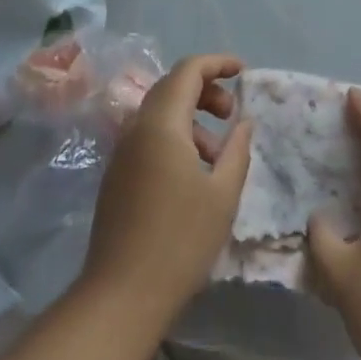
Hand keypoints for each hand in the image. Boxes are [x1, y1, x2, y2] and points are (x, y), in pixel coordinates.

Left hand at [80, 54, 251, 326]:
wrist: (121, 297)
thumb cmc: (180, 241)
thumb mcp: (223, 194)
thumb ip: (237, 149)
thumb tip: (244, 122)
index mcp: (161, 124)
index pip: (188, 70)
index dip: (218, 63)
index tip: (243, 72)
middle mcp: (136, 128)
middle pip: (172, 87)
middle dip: (206, 90)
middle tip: (232, 114)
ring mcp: (122, 152)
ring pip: (160, 114)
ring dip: (192, 119)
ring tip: (219, 155)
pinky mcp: (117, 175)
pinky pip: (149, 137)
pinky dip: (176, 138)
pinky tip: (195, 174)